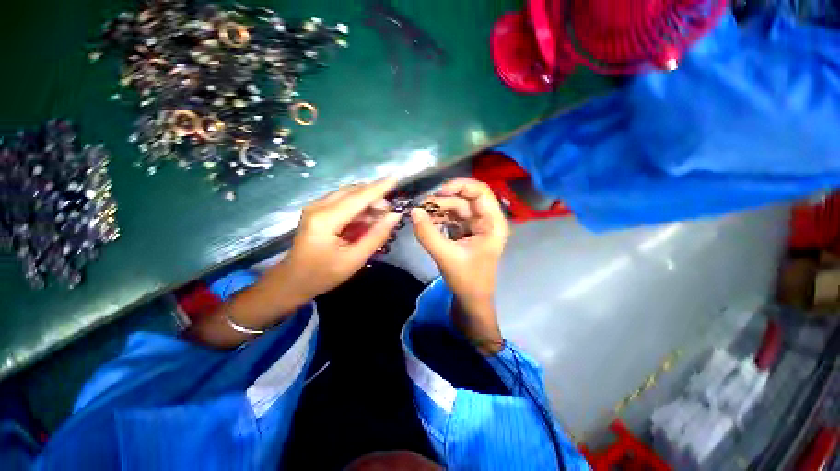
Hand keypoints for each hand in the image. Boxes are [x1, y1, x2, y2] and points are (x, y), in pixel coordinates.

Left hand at [281, 177, 401, 299]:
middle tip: (390, 211)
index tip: (396, 178)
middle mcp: (318, 207)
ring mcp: (315, 207)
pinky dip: (358, 208)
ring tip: (380, 217)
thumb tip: (395, 216)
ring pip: (348, 195)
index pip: (358, 198)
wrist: (293, 281)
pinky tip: (366, 220)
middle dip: (374, 197)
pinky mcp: (317, 211)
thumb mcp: (354, 259)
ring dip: (366, 202)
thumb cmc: (323, 274)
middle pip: (352, 192)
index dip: (379, 188)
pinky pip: (342, 202)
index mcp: (325, 220)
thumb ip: (376, 236)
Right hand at [410, 178, 508, 351]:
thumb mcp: (445, 256)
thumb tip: (413, 211)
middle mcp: (486, 220)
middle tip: (421, 206)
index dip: (459, 186)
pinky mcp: (466, 233)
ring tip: (420, 215)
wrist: (471, 301)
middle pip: (465, 199)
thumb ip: (427, 233)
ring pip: (456, 208)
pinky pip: (452, 219)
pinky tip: (427, 221)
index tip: (437, 193)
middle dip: (443, 201)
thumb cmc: (467, 280)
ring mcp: (476, 226)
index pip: (479, 191)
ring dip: (438, 209)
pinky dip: (439, 218)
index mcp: (492, 223)